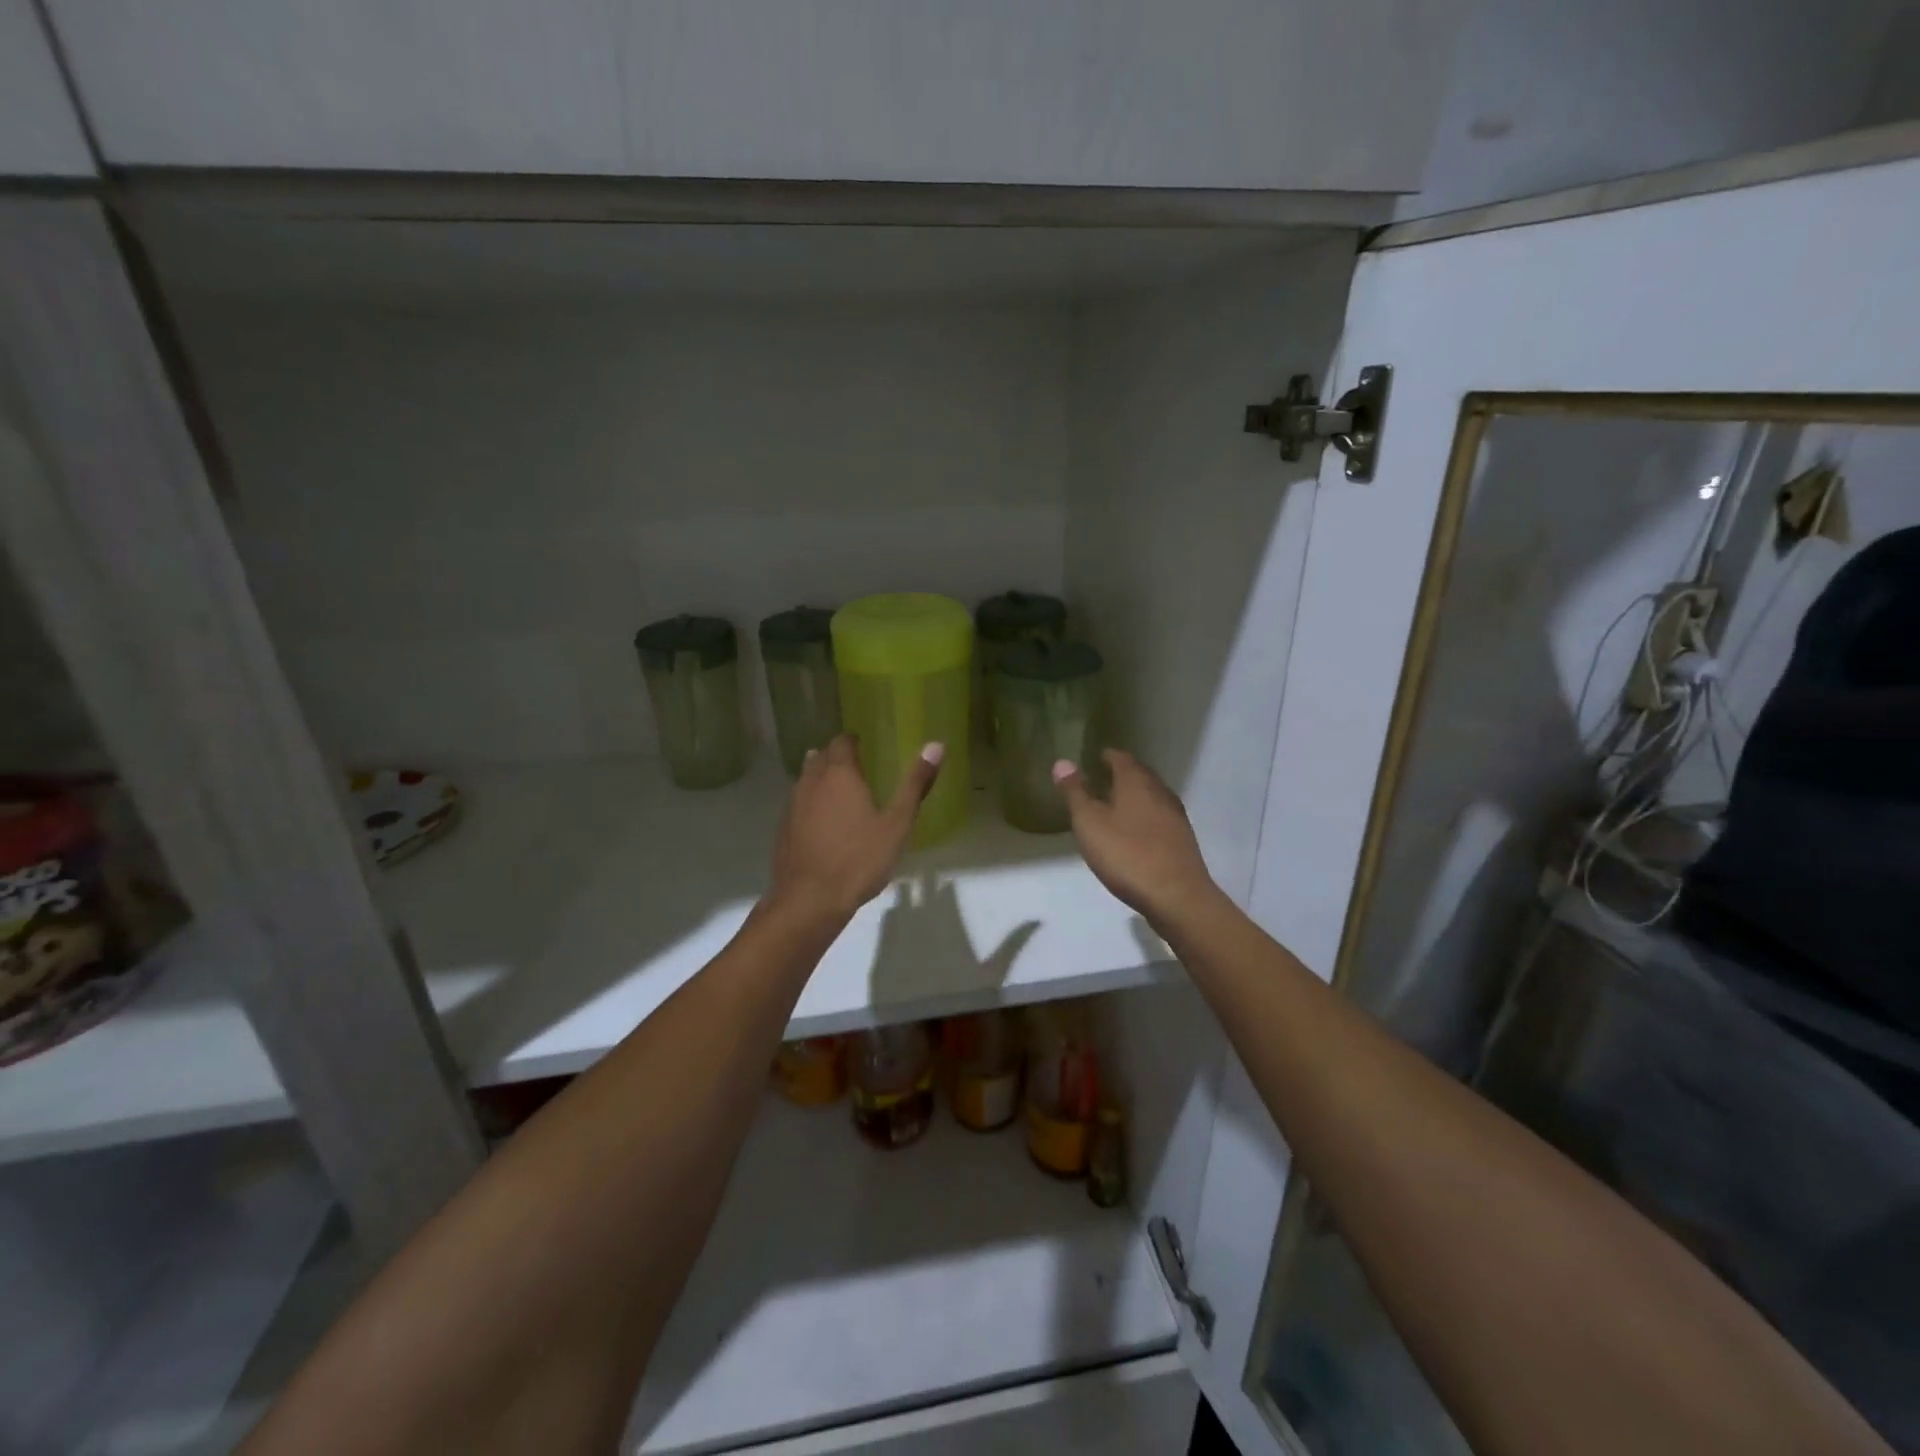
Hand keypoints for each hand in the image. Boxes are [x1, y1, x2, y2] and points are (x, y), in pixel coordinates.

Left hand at [769, 735, 942, 921]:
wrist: (809, 901)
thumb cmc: (859, 860)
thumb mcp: (897, 824)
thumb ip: (915, 784)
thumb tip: (936, 745)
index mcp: (839, 775)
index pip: (842, 742)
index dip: (853, 741)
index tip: (867, 747)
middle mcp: (811, 783)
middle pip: (820, 757)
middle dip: (836, 758)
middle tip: (857, 768)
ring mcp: (792, 807)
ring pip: (805, 780)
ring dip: (821, 780)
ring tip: (842, 793)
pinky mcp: (783, 830)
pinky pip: (798, 805)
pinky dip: (811, 804)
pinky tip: (824, 825)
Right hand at [1054, 749, 1218, 923]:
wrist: (1176, 896)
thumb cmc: (1126, 854)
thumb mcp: (1089, 822)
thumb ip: (1075, 792)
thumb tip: (1062, 762)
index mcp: (1136, 781)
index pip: (1120, 758)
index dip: (1106, 757)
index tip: (1092, 760)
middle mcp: (1159, 791)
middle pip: (1139, 774)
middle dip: (1120, 775)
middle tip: (1099, 782)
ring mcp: (1174, 815)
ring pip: (1150, 796)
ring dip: (1133, 797)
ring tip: (1113, 808)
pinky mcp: (1181, 839)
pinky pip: (1158, 817)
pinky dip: (1143, 817)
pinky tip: (1133, 834)